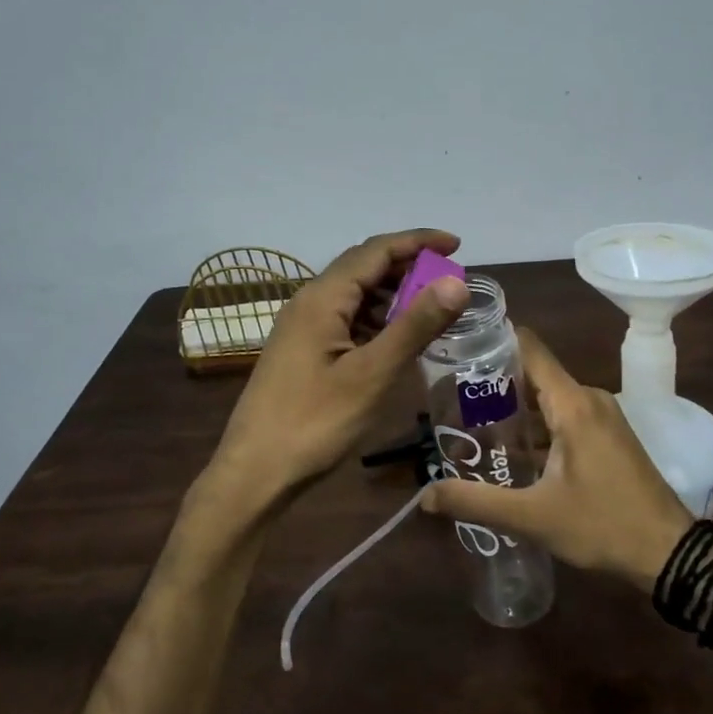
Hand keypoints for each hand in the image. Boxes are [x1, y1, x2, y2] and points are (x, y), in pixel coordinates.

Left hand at [204, 229, 470, 517]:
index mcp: (323, 298)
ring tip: (432, 310)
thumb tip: (456, 282)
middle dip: (408, 267)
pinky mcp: (302, 351)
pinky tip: (396, 340)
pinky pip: (345, 320)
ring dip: (393, 295)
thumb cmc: (315, 423)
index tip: (458, 245)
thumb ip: (415, 326)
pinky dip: (376, 320)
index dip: (419, 241)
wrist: (255, 472)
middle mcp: (309, 302)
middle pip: (364, 267)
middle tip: (450, 282)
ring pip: (354, 295)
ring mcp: (302, 327)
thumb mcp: (373, 374)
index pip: (376, 250)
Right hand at [420, 327, 695, 590]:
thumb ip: (475, 503)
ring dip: (514, 408)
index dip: (494, 341)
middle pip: (534, 373)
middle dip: (493, 384)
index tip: (457, 348)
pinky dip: (537, 425)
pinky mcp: (609, 435)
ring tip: (471, 425)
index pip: (529, 348)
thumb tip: (424, 496)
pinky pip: (565, 415)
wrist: (670, 553)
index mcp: (573, 403)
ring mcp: (603, 416)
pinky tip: (511, 449)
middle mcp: (589, 398)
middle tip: (450, 400)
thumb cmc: (603, 526)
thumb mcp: (532, 517)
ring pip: (549, 398)